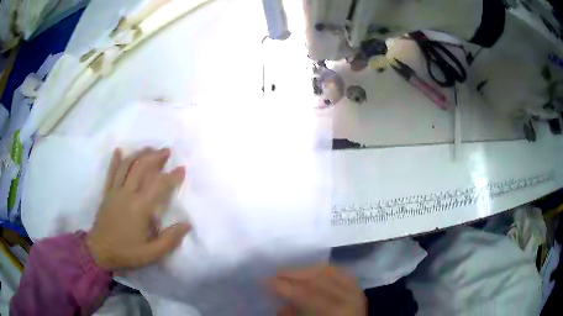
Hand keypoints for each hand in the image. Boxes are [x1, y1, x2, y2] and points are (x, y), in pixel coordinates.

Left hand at [86, 148, 190, 270]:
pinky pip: (111, 173)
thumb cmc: (126, 252)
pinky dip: (115, 160)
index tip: (182, 169)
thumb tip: (187, 225)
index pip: (159, 186)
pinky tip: (119, 150)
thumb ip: (170, 240)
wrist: (99, 251)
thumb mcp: (151, 254)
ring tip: (149, 149)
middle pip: (141, 168)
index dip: (172, 176)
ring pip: (127, 166)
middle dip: (155, 157)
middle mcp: (127, 194)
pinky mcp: (107, 193)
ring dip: (139, 154)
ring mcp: (115, 191)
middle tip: (166, 151)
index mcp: (140, 208)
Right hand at [269, 265, 366, 315]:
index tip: (266, 281)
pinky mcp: (358, 290)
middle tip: (276, 273)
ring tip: (291, 272)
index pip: (305, 294)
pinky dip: (325, 270)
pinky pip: (341, 273)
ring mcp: (356, 292)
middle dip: (294, 274)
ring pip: (330, 272)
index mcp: (334, 312)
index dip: (284, 286)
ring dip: (308, 270)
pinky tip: (314, 271)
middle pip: (318, 279)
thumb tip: (281, 306)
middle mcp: (348, 299)